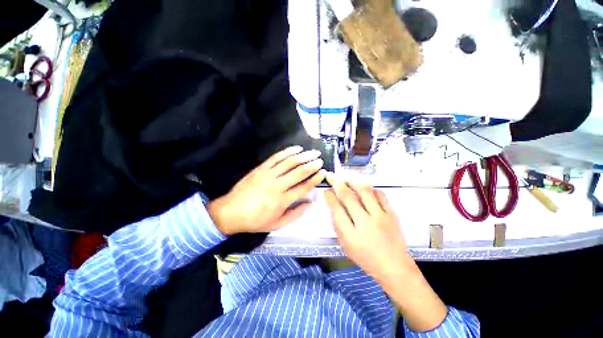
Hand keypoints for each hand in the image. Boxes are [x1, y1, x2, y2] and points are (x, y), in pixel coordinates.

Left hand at [207, 146, 325, 235]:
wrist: (230, 212)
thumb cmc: (255, 221)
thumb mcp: (277, 224)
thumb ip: (296, 214)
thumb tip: (311, 203)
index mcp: (282, 201)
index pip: (304, 187)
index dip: (315, 179)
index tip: (323, 173)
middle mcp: (277, 185)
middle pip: (299, 172)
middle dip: (312, 165)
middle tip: (320, 160)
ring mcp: (268, 175)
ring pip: (289, 162)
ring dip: (303, 156)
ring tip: (313, 152)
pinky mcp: (261, 168)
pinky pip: (276, 157)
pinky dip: (287, 152)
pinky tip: (296, 148)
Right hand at [324, 174, 410, 279]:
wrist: (394, 267)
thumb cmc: (366, 258)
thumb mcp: (345, 246)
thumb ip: (338, 226)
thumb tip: (333, 206)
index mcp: (351, 235)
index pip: (336, 209)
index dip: (329, 197)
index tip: (326, 190)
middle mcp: (365, 223)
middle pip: (348, 197)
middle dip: (337, 184)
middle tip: (332, 177)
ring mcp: (380, 217)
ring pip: (365, 191)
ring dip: (353, 182)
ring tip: (347, 178)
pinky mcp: (392, 214)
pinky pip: (380, 195)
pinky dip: (370, 188)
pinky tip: (365, 188)